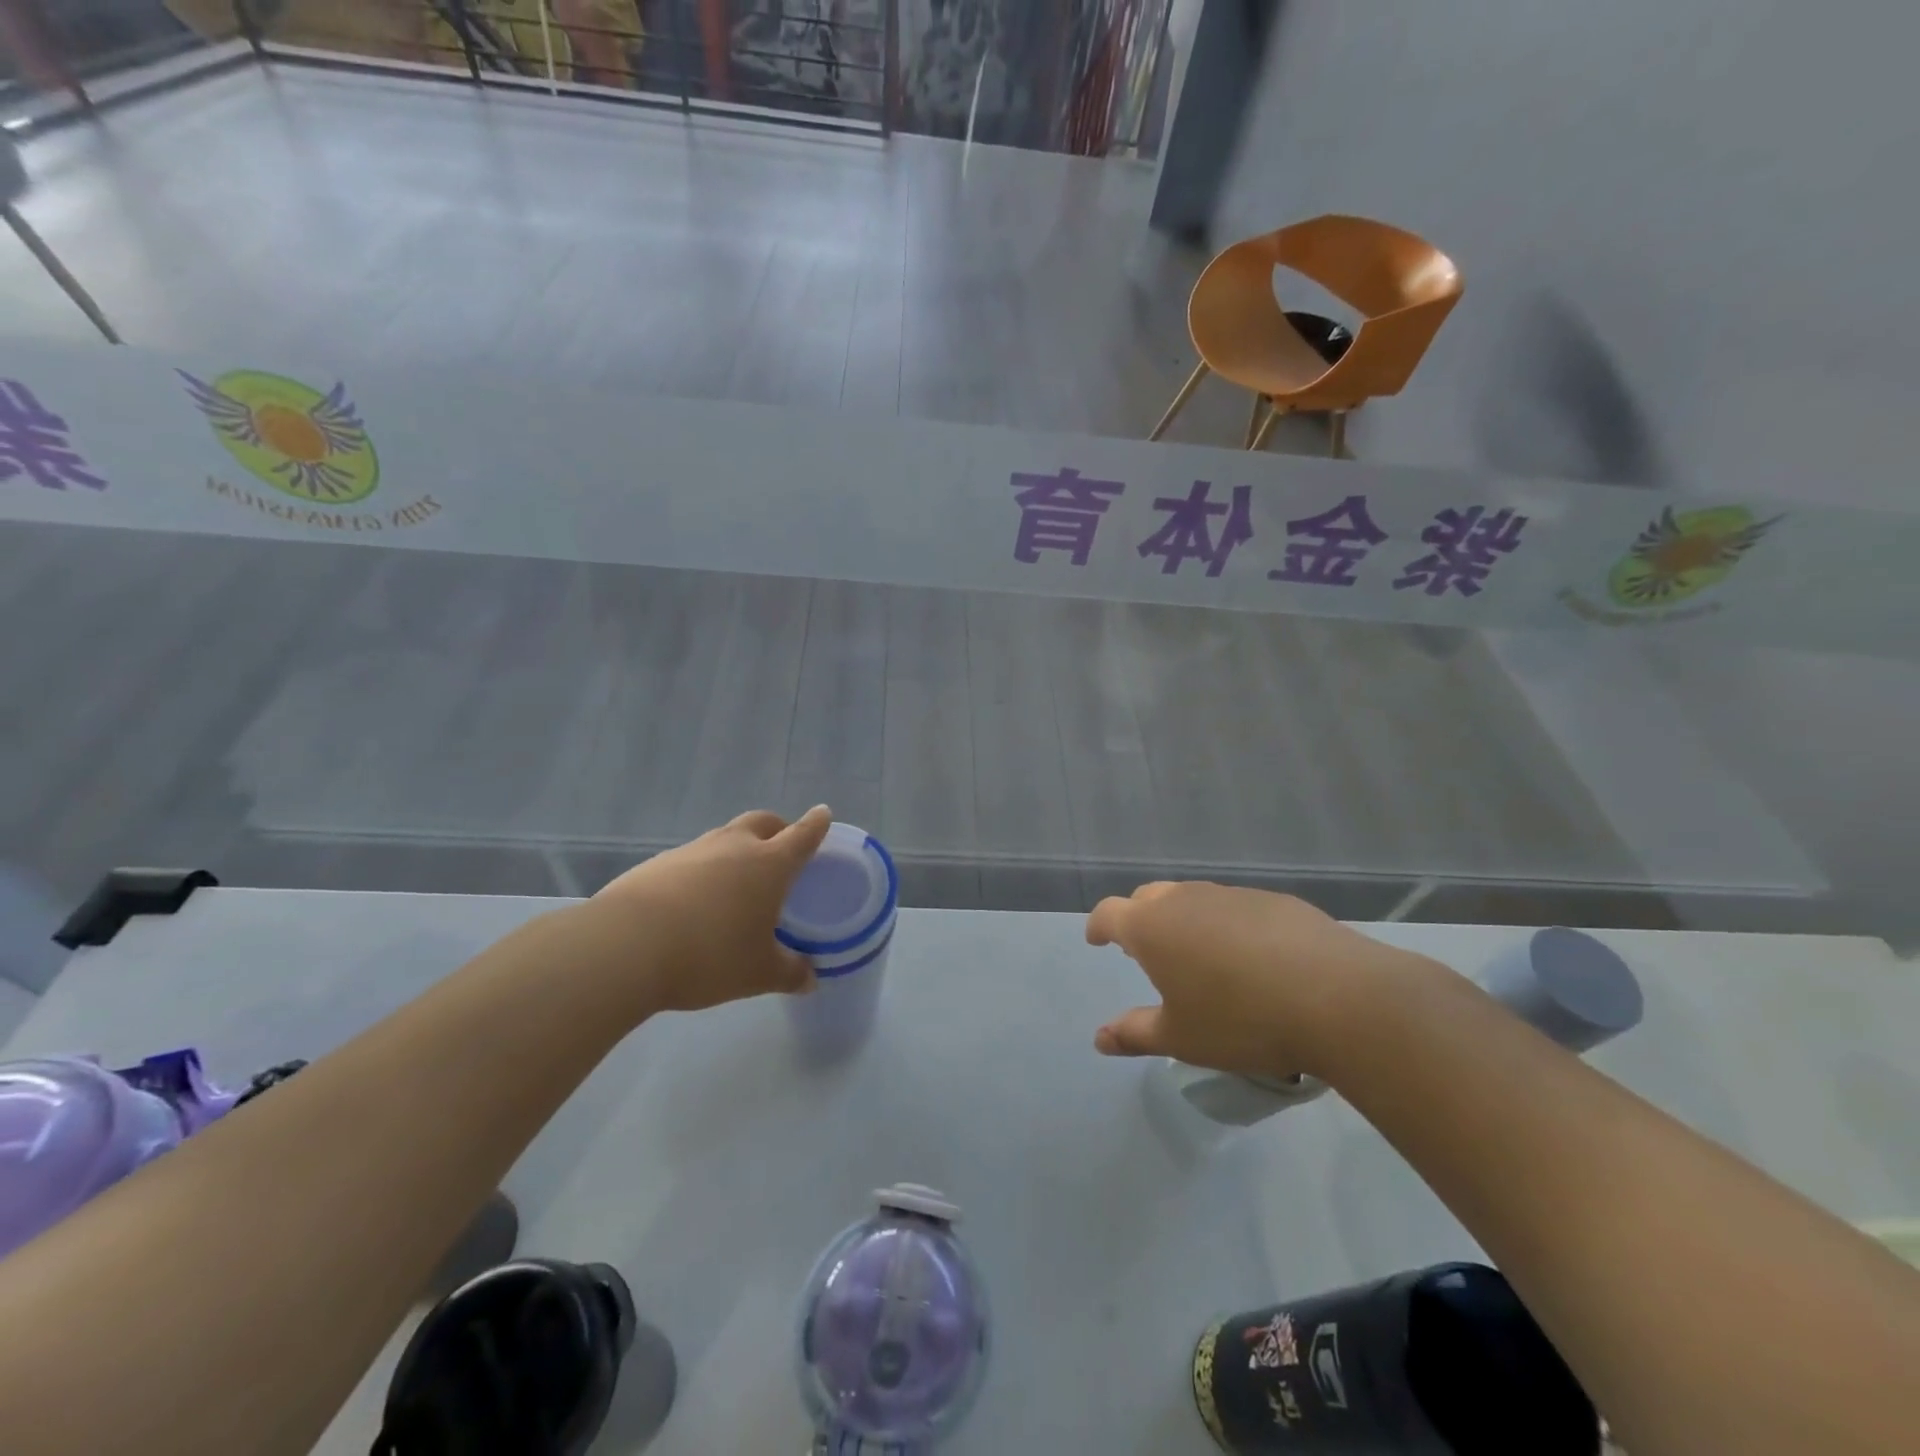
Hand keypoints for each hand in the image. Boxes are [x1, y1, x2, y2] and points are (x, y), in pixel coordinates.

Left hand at [590, 806, 832, 1012]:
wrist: (624, 947)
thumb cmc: (709, 955)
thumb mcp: (758, 973)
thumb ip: (789, 973)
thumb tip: (810, 979)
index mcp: (769, 864)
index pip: (802, 835)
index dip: (816, 824)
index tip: (823, 814)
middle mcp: (733, 846)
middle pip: (762, 822)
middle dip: (777, 829)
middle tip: (781, 848)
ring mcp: (692, 851)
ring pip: (724, 837)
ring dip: (737, 850)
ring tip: (736, 884)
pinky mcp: (656, 864)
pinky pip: (691, 859)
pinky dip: (702, 871)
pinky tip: (694, 903)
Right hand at [1086, 882, 1415, 1078]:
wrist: (1337, 998)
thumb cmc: (1241, 1020)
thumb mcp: (1182, 1038)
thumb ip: (1135, 1033)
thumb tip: (1099, 1038)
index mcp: (1152, 927)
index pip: (1109, 913)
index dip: (1098, 926)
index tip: (1097, 940)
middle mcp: (1185, 899)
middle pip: (1148, 898)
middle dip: (1139, 918)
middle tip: (1146, 950)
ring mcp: (1231, 895)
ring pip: (1192, 899)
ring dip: (1184, 920)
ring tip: (1199, 956)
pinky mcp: (1273, 900)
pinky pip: (1234, 907)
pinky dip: (1227, 925)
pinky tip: (1251, 957)